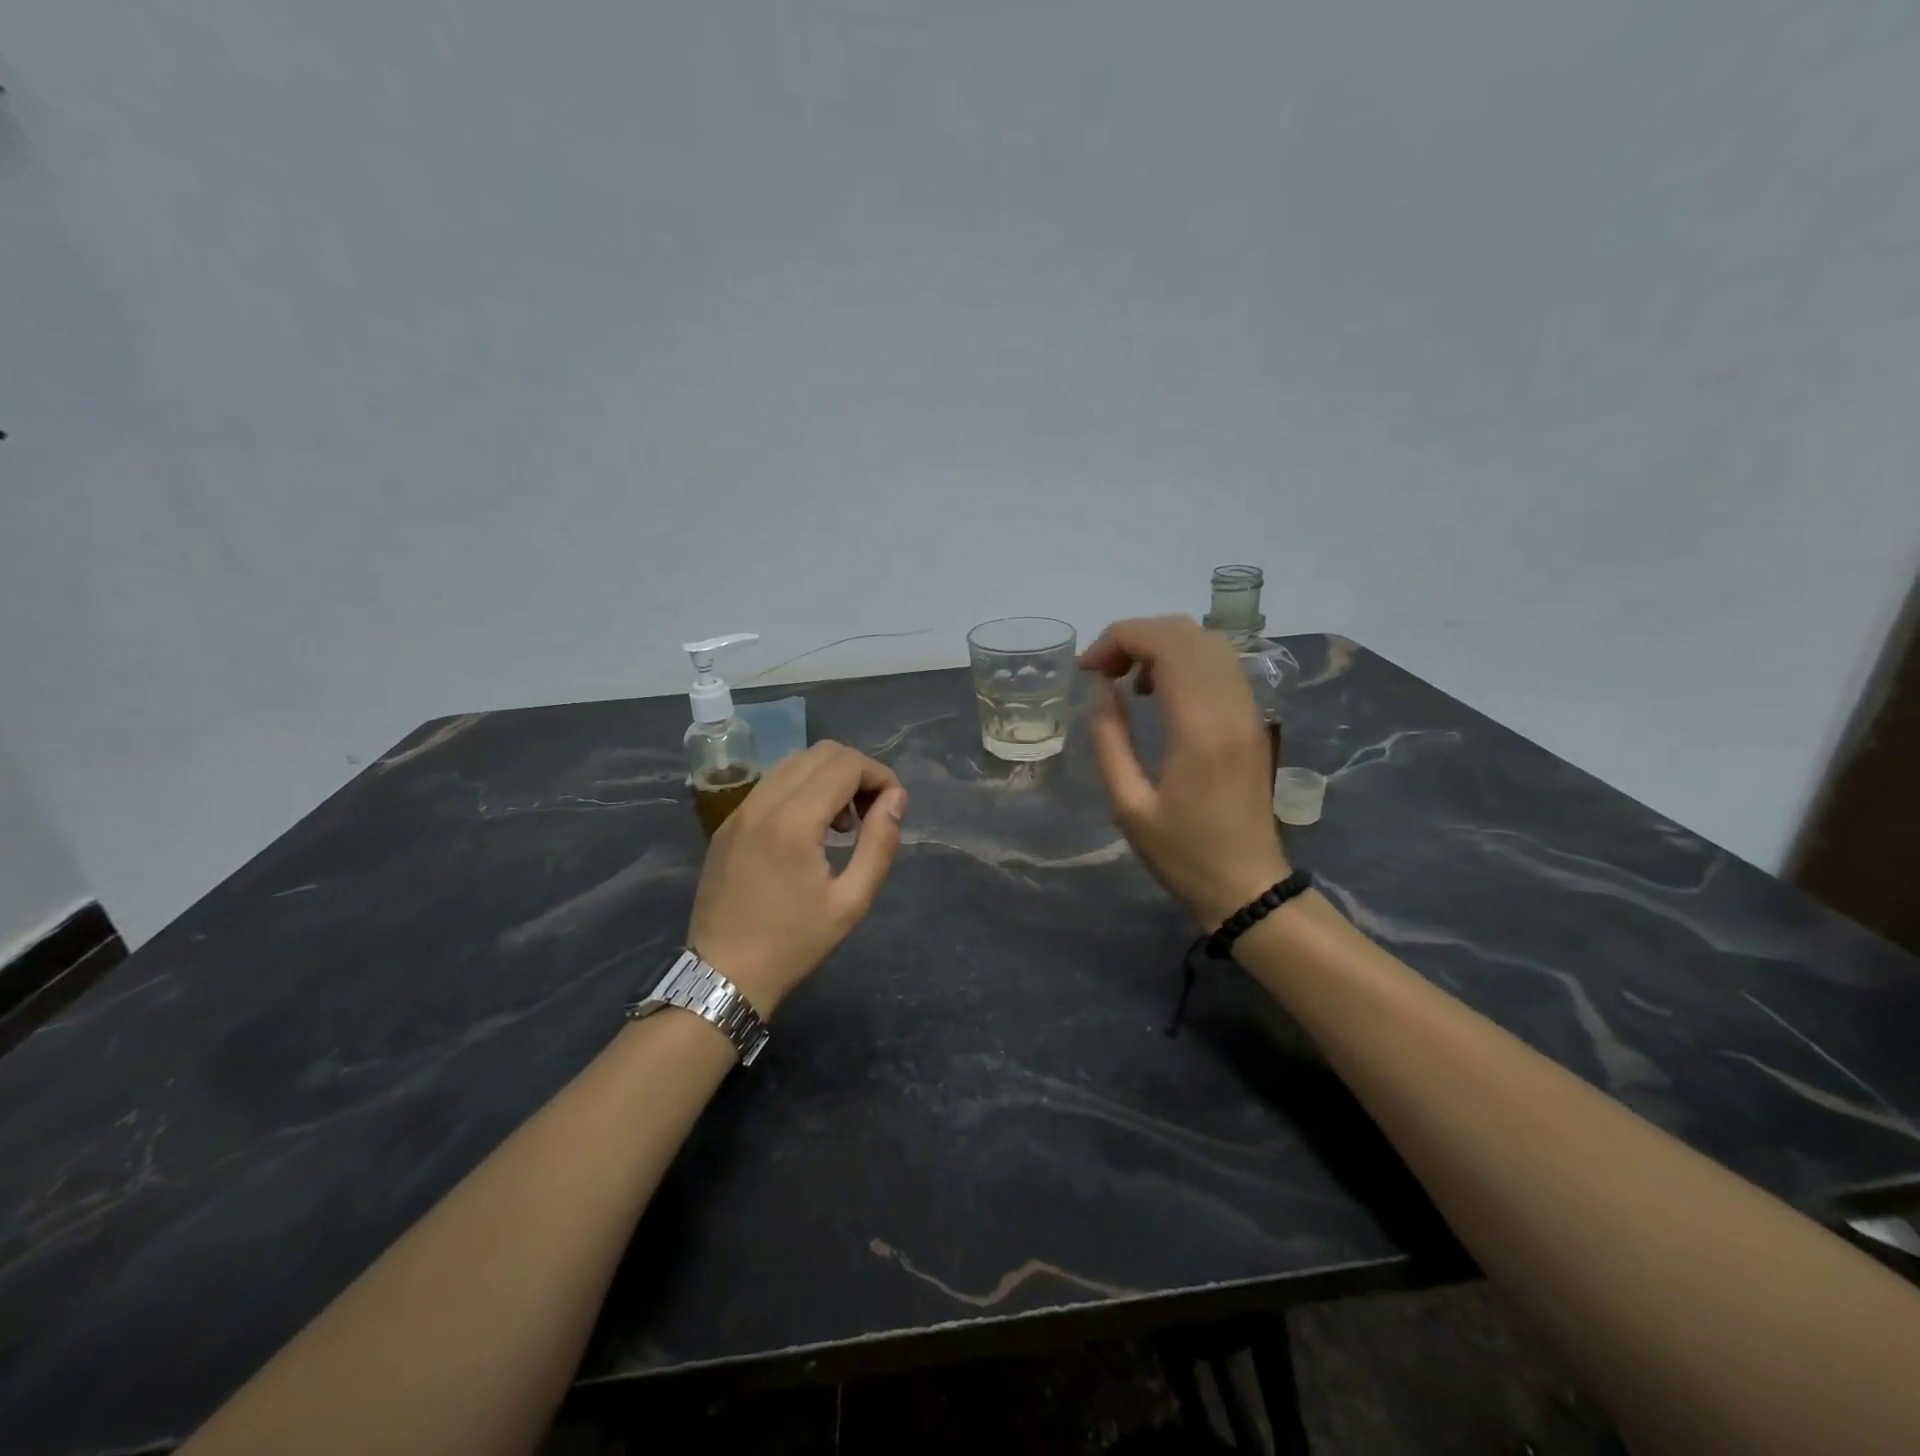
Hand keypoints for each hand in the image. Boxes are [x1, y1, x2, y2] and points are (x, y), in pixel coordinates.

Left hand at [687, 741, 907, 1015]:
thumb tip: (896, 799)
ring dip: (828, 778)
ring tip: (841, 824)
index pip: (846, 764)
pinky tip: (809, 830)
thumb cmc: (793, 944)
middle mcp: (762, 804)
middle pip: (821, 752)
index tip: (893, 807)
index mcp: (793, 822)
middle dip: (856, 772)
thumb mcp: (851, 902)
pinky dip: (801, 789)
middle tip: (870, 814)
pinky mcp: (728, 824)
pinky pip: (772, 783)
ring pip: (794, 762)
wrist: (723, 975)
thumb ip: (879, 844)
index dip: (880, 775)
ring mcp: (740, 811)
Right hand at [1079, 615, 1289, 927]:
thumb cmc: (1183, 855)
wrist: (1249, 887)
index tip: (1086, 669)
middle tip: (1101, 672)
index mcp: (1200, 728)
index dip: (1118, 639)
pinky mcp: (1254, 720)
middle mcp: (1231, 707)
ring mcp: (1249, 711)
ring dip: (1162, 645)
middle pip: (1188, 632)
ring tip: (1128, 680)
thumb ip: (1109, 740)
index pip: (1165, 644)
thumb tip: (1101, 689)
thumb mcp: (1128, 806)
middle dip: (1136, 636)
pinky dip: (1185, 660)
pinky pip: (1222, 665)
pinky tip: (1160, 693)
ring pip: (1209, 642)